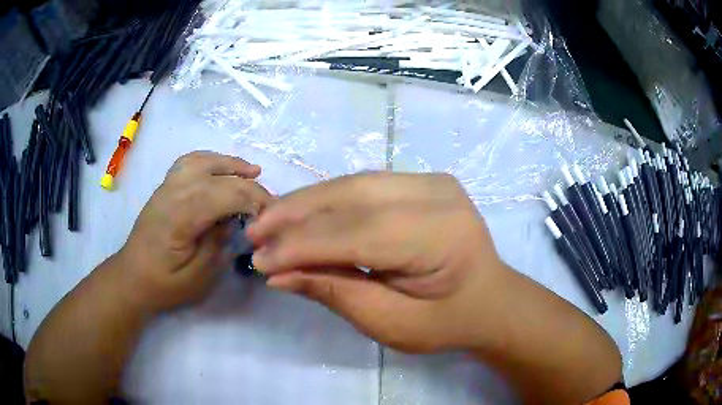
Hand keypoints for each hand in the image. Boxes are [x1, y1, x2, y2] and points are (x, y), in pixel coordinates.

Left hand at [118, 152, 273, 312]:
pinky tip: (220, 168)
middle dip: (247, 183)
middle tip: (266, 201)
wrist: (133, 277)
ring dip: (229, 163)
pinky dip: (209, 160)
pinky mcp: (165, 187)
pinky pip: (189, 162)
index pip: (225, 194)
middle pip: (217, 174)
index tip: (271, 214)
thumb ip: (218, 243)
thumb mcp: (198, 276)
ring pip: (202, 160)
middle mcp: (173, 192)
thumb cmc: (164, 283)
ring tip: (251, 170)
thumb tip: (233, 219)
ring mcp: (167, 186)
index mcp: (181, 216)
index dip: (253, 199)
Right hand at [247, 172, 511, 352]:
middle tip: (255, 230)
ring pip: (354, 183)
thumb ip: (336, 292)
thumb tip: (277, 274)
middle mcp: (439, 195)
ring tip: (270, 219)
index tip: (260, 259)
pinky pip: (365, 185)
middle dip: (297, 214)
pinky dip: (330, 199)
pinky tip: (303, 211)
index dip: (302, 245)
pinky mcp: (424, 180)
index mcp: (442, 237)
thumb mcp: (391, 324)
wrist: (489, 299)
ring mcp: (433, 181)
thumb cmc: (447, 321)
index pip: (357, 234)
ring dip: (308, 201)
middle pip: (353, 197)